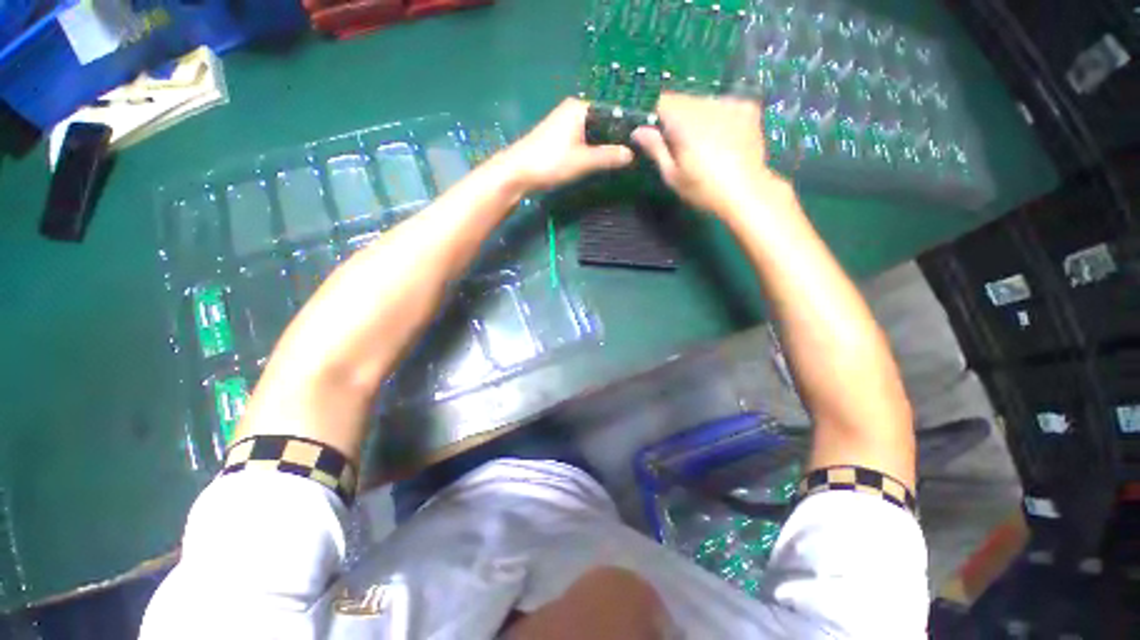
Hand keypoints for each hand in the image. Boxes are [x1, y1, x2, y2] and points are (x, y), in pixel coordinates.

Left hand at [498, 98, 633, 190]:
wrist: (517, 173)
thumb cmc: (550, 162)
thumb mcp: (583, 161)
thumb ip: (608, 157)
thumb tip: (632, 155)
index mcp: (580, 108)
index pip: (613, 111)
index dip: (628, 126)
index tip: (644, 141)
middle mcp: (574, 110)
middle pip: (604, 121)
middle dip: (618, 137)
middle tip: (637, 153)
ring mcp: (566, 123)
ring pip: (595, 132)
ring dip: (607, 144)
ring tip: (624, 158)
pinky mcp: (561, 137)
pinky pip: (585, 139)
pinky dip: (595, 148)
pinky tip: (604, 160)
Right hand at [632, 92, 781, 217]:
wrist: (747, 192)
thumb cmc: (703, 189)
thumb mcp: (672, 175)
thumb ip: (655, 148)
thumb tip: (638, 131)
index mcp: (684, 121)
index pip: (661, 101)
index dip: (654, 116)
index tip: (654, 134)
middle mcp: (706, 104)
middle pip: (683, 101)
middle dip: (676, 119)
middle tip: (680, 146)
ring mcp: (729, 102)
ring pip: (703, 102)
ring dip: (697, 117)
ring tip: (703, 144)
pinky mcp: (747, 106)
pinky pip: (723, 105)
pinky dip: (718, 117)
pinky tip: (722, 137)